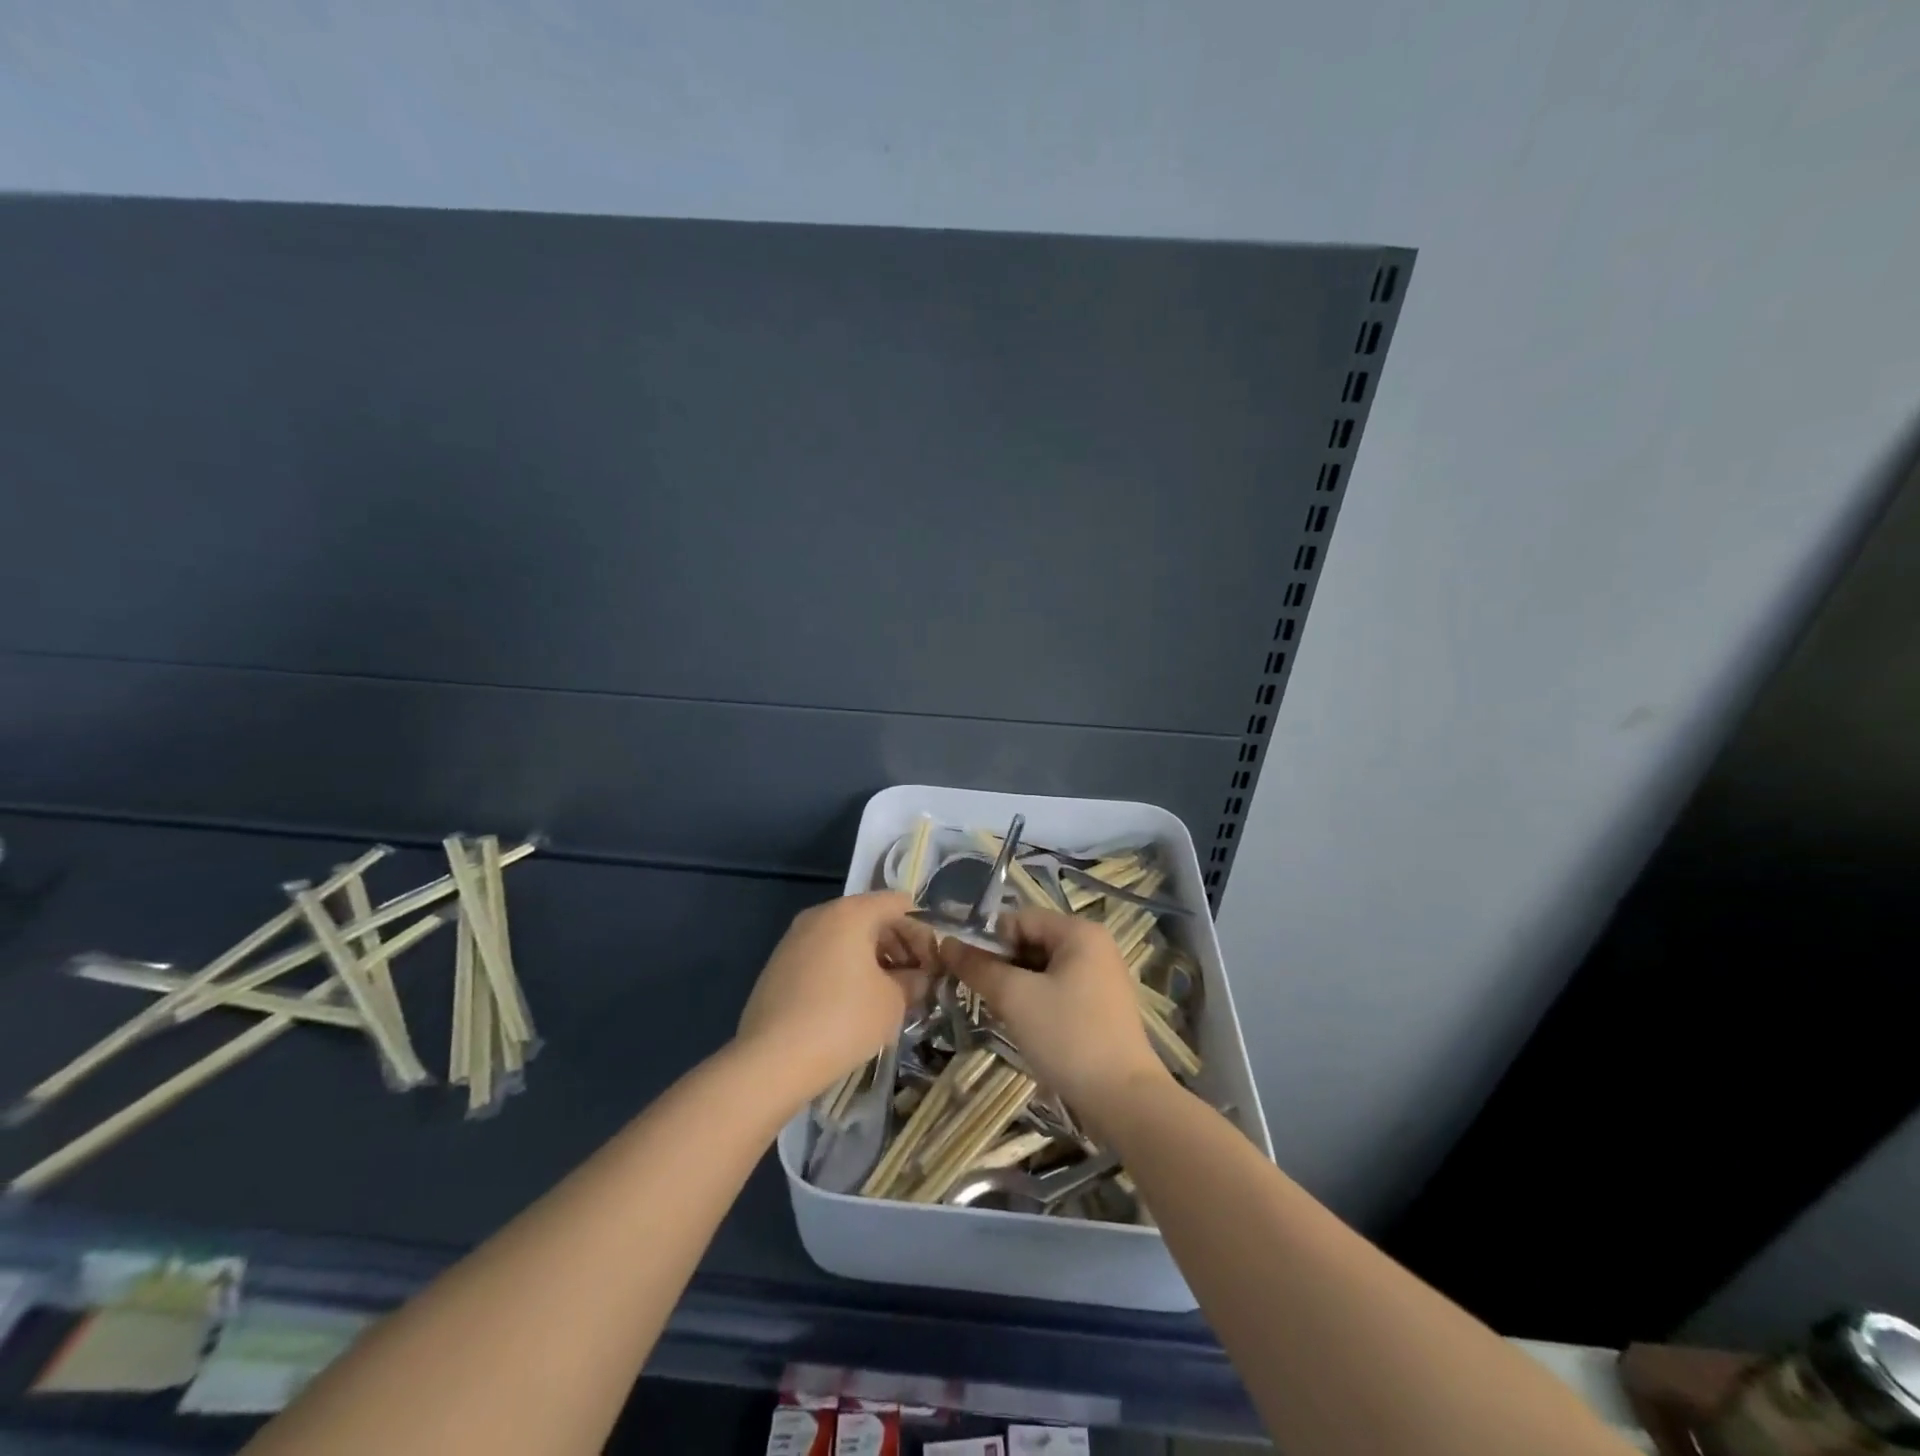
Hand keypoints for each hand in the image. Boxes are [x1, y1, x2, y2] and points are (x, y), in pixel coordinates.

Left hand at [735, 892, 935, 1100]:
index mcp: (851, 912)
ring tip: (887, 995)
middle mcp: (821, 914)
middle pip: (871, 917)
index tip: (933, 966)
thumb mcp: (894, 1002)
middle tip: (915, 982)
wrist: (771, 1060)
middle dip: (899, 946)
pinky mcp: (779, 964)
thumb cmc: (843, 1020)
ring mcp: (795, 938)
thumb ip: (914, 982)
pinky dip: (845, 969)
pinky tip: (853, 1004)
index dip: (923, 932)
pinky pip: (824, 954)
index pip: (899, 904)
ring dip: (873, 959)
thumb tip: (918, 978)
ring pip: (846, 937)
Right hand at [938, 909, 1170, 1117]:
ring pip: (1043, 968)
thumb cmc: (1068, 1036)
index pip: (1020, 918)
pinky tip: (1028, 1027)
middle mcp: (1094, 945)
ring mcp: (1101, 976)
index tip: (970, 974)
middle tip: (985, 997)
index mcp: (1079, 932)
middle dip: (1003, 965)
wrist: (1124, 1099)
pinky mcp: (1102, 1006)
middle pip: (1032, 941)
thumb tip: (946, 944)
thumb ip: (979, 967)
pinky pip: (1059, 989)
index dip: (990, 941)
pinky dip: (1037, 1001)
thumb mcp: (1015, 998)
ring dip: (1018, 986)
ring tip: (1003, 1015)